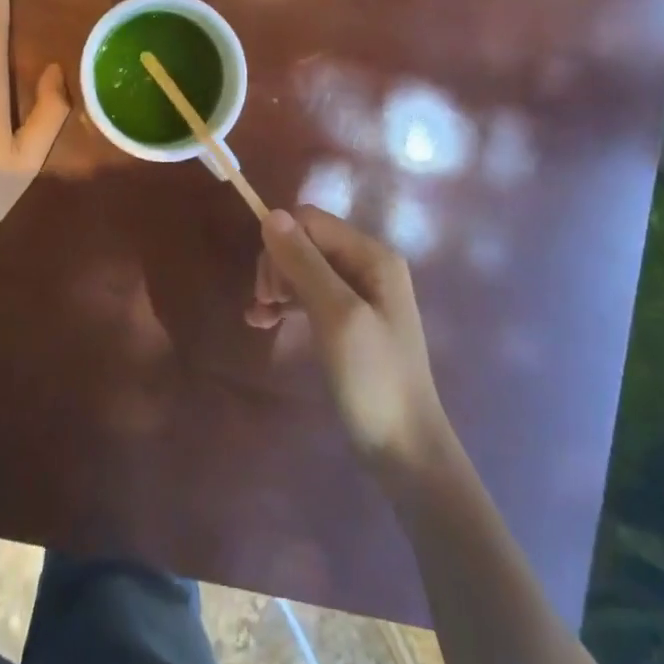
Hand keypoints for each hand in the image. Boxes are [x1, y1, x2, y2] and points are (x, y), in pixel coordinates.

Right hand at [258, 206, 451, 473]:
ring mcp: (361, 294)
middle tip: (264, 304)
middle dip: (278, 266)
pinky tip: (263, 322)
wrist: (404, 450)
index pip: (311, 221)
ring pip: (304, 267)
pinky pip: (310, 294)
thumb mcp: (336, 316)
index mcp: (373, 256)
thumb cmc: (373, 378)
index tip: (268, 287)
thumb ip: (304, 263)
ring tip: (259, 317)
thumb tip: (271, 214)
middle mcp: (368, 265)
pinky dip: (285, 304)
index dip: (281, 244)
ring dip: (277, 285)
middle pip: (306, 241)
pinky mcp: (349, 320)